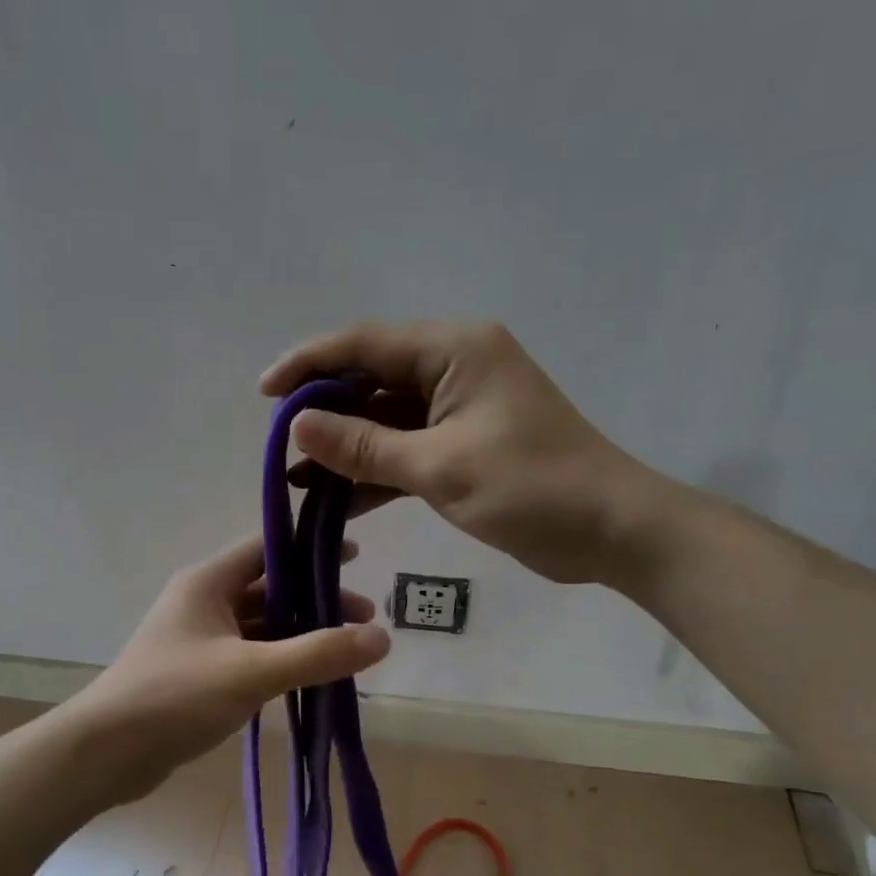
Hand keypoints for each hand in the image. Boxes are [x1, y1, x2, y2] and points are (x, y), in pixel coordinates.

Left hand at [72, 536, 390, 775]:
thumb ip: (316, 654)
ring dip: (300, 633)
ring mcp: (199, 639)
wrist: (106, 752)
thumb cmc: (174, 696)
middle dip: (316, 600)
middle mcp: (203, 601)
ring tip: (347, 652)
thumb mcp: (251, 672)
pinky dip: (280, 660)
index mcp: (208, 582)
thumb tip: (382, 638)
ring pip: (261, 625)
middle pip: (269, 588)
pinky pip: (249, 655)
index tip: (355, 557)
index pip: (267, 547)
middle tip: (365, 619)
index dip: (311, 549)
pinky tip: (309, 678)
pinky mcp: (198, 673)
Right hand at [260, 321, 671, 585]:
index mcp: (454, 350)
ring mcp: (459, 408)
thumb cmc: (532, 488)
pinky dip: (374, 472)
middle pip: (371, 379)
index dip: (309, 364)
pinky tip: (336, 500)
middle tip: (277, 446)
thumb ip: (365, 446)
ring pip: (384, 419)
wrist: (611, 531)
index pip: (365, 344)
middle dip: (324, 413)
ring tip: (297, 481)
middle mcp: (454, 367)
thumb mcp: (440, 467)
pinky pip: (405, 449)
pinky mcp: (462, 445)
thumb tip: (298, 427)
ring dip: (345, 449)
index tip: (263, 393)